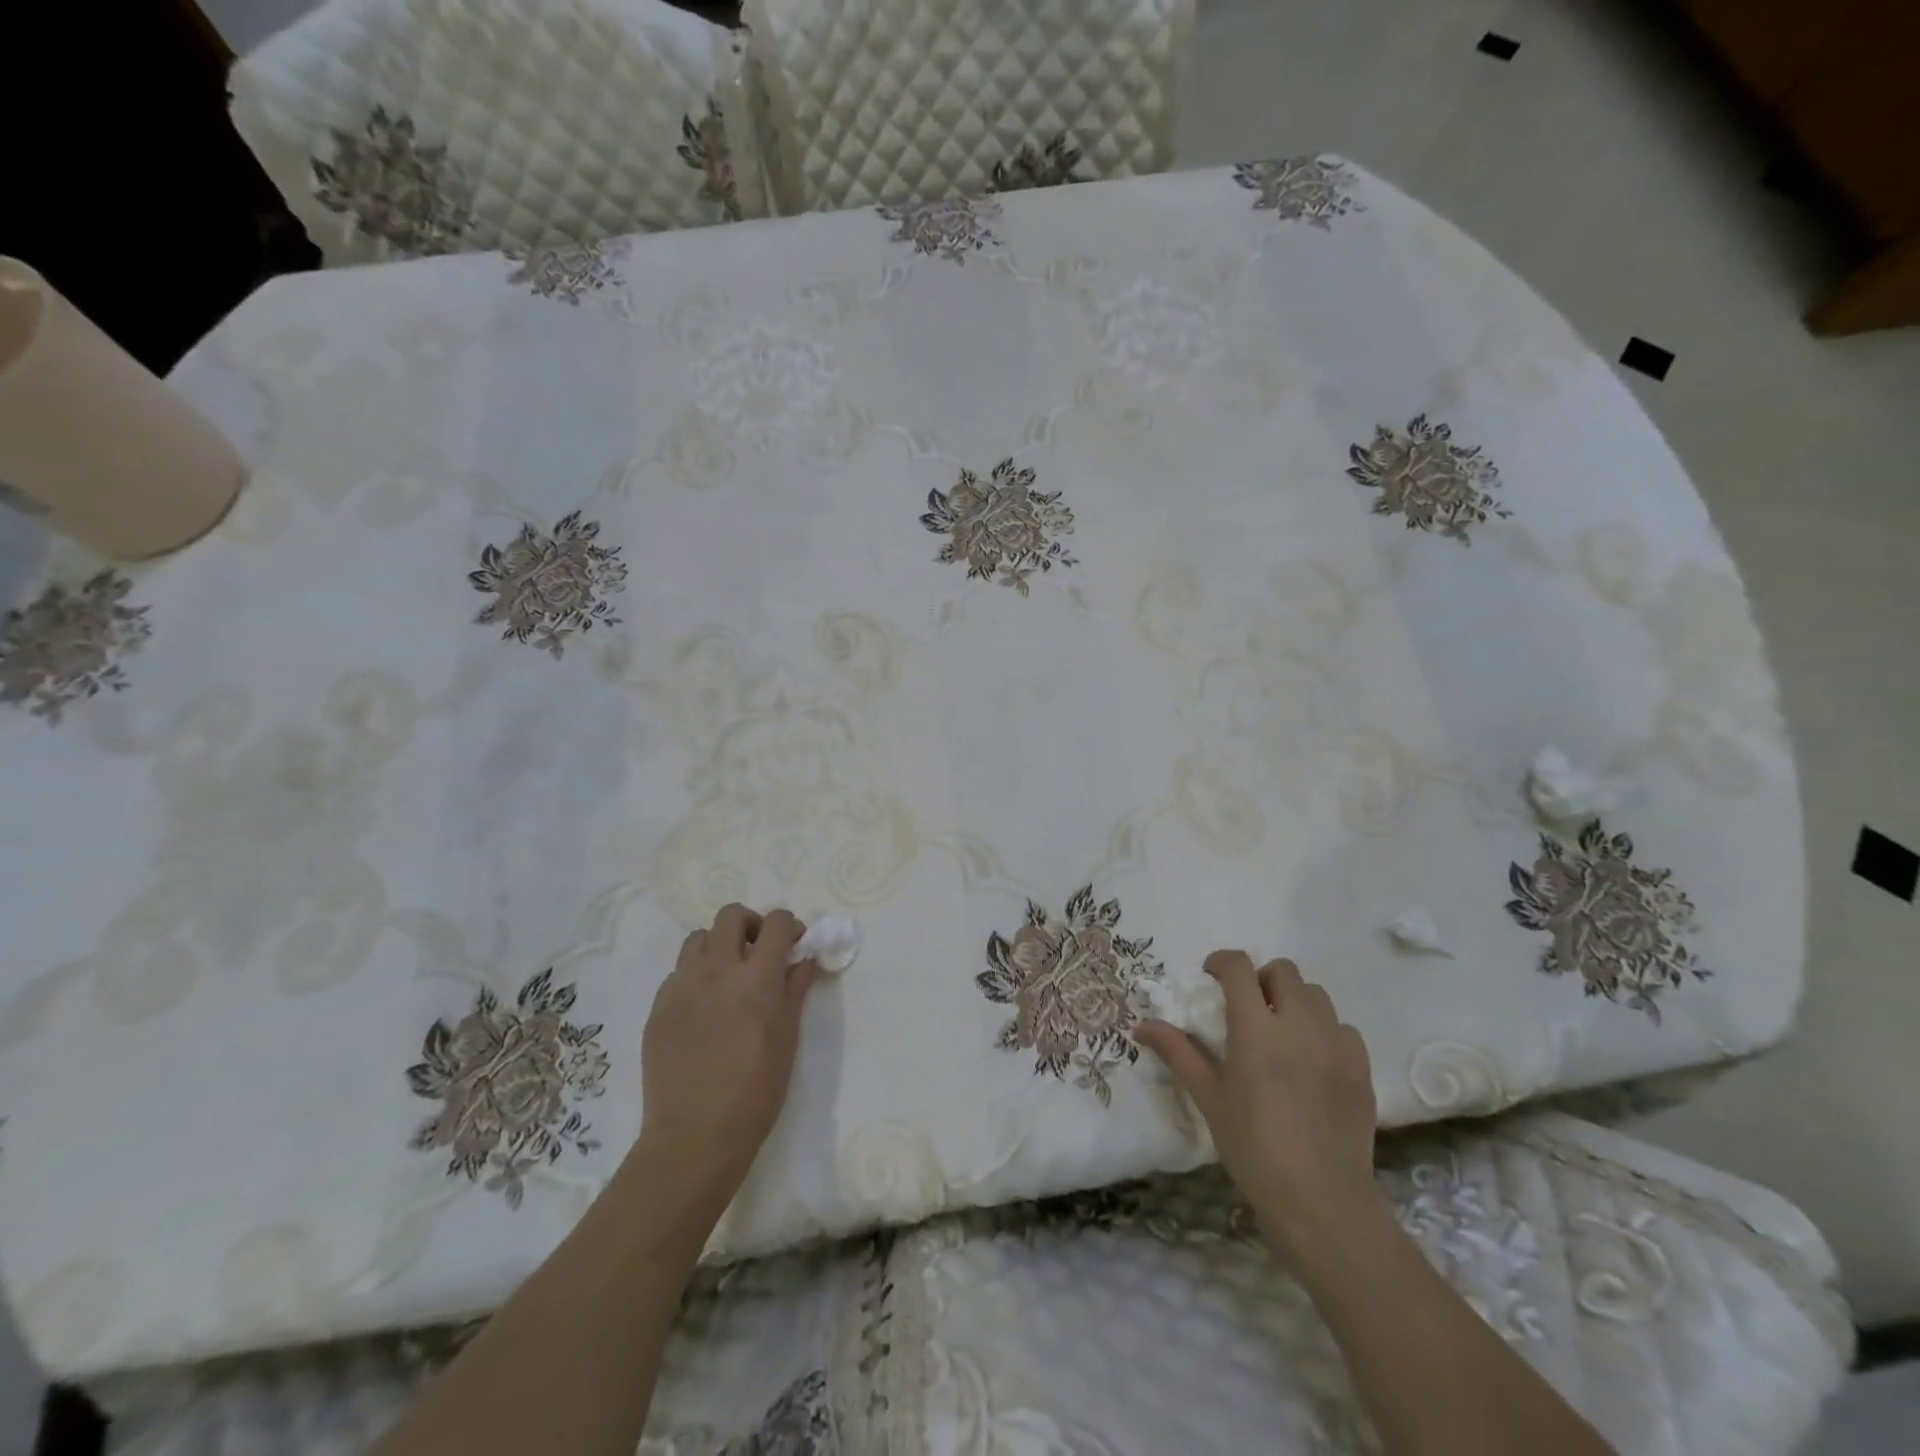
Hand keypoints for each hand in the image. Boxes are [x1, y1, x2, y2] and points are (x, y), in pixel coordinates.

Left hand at [632, 905, 820, 1215]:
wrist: (695, 1135)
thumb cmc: (756, 1090)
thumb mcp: (788, 1038)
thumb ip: (795, 990)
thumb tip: (804, 961)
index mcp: (757, 976)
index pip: (777, 923)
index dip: (790, 926)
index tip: (795, 945)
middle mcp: (717, 969)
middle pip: (731, 915)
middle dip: (752, 925)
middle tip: (760, 953)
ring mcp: (682, 985)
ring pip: (698, 938)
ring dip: (719, 945)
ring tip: (728, 976)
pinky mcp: (658, 1006)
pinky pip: (678, 972)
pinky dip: (696, 975)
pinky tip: (704, 1008)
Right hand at [1134, 951, 1379, 1258]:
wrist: (1321, 1200)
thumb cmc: (1253, 1147)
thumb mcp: (1208, 1097)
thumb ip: (1177, 1053)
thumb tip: (1141, 1026)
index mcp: (1255, 1027)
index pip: (1239, 967)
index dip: (1222, 962)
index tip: (1211, 976)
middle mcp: (1298, 1023)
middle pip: (1283, 971)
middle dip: (1261, 979)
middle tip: (1247, 1008)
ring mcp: (1335, 1043)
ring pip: (1316, 994)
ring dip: (1293, 1000)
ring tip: (1281, 1031)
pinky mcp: (1360, 1066)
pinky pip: (1343, 1027)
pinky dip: (1324, 1029)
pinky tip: (1312, 1059)